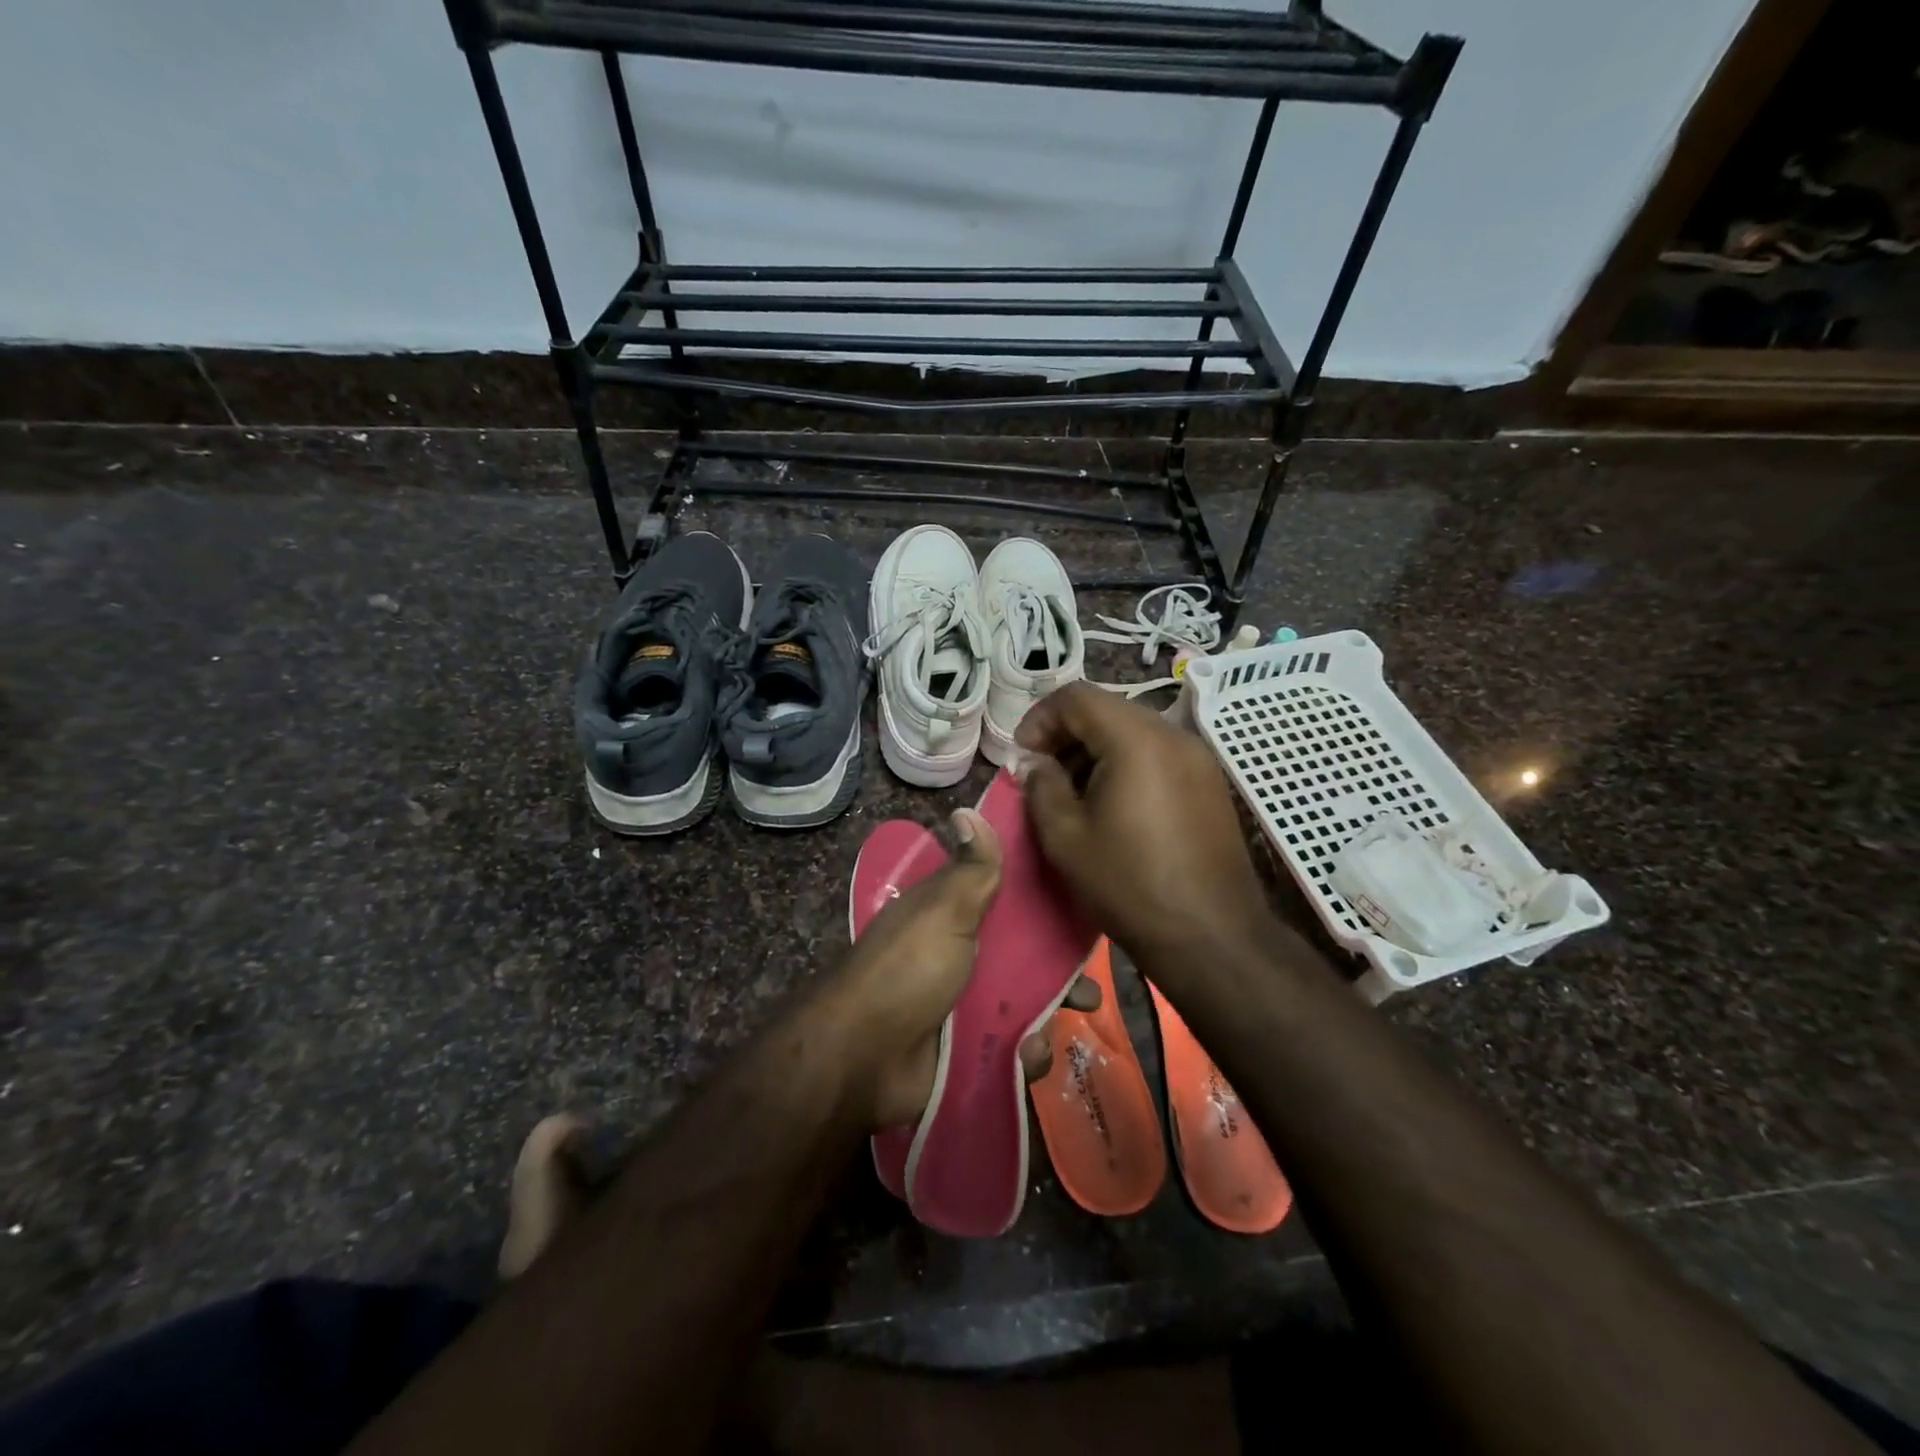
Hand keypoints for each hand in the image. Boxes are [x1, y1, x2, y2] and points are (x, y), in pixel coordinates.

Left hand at [820, 808, 1099, 1129]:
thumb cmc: (909, 971)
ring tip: (1075, 1016)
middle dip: (1060, 969)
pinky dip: (1026, 1052)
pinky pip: (1012, 1048)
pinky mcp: (969, 1049)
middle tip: (1089, 982)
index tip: (1084, 903)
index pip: (1005, 898)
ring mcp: (964, 1005)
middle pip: (1023, 955)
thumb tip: (968, 809)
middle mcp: (960, 956)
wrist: (863, 1060)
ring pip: (1025, 1003)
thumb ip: (971, 869)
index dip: (1043, 900)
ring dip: (1050, 1014)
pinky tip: (1028, 1053)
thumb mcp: (944, 910)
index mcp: (952, 915)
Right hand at [1017, 683, 1269, 975]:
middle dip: (1066, 735)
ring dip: (1096, 750)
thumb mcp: (1065, 837)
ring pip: (1133, 731)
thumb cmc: (1129, 884)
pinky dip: (1126, 764)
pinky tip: (1114, 806)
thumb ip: (1041, 786)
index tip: (1023, 758)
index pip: (1076, 696)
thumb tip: (1034, 762)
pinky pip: (1158, 753)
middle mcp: (1173, 734)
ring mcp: (1198, 757)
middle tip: (1043, 776)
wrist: (1210, 935)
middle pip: (1107, 709)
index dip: (1039, 719)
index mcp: (1136, 738)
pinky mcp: (1209, 782)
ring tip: (1076, 795)